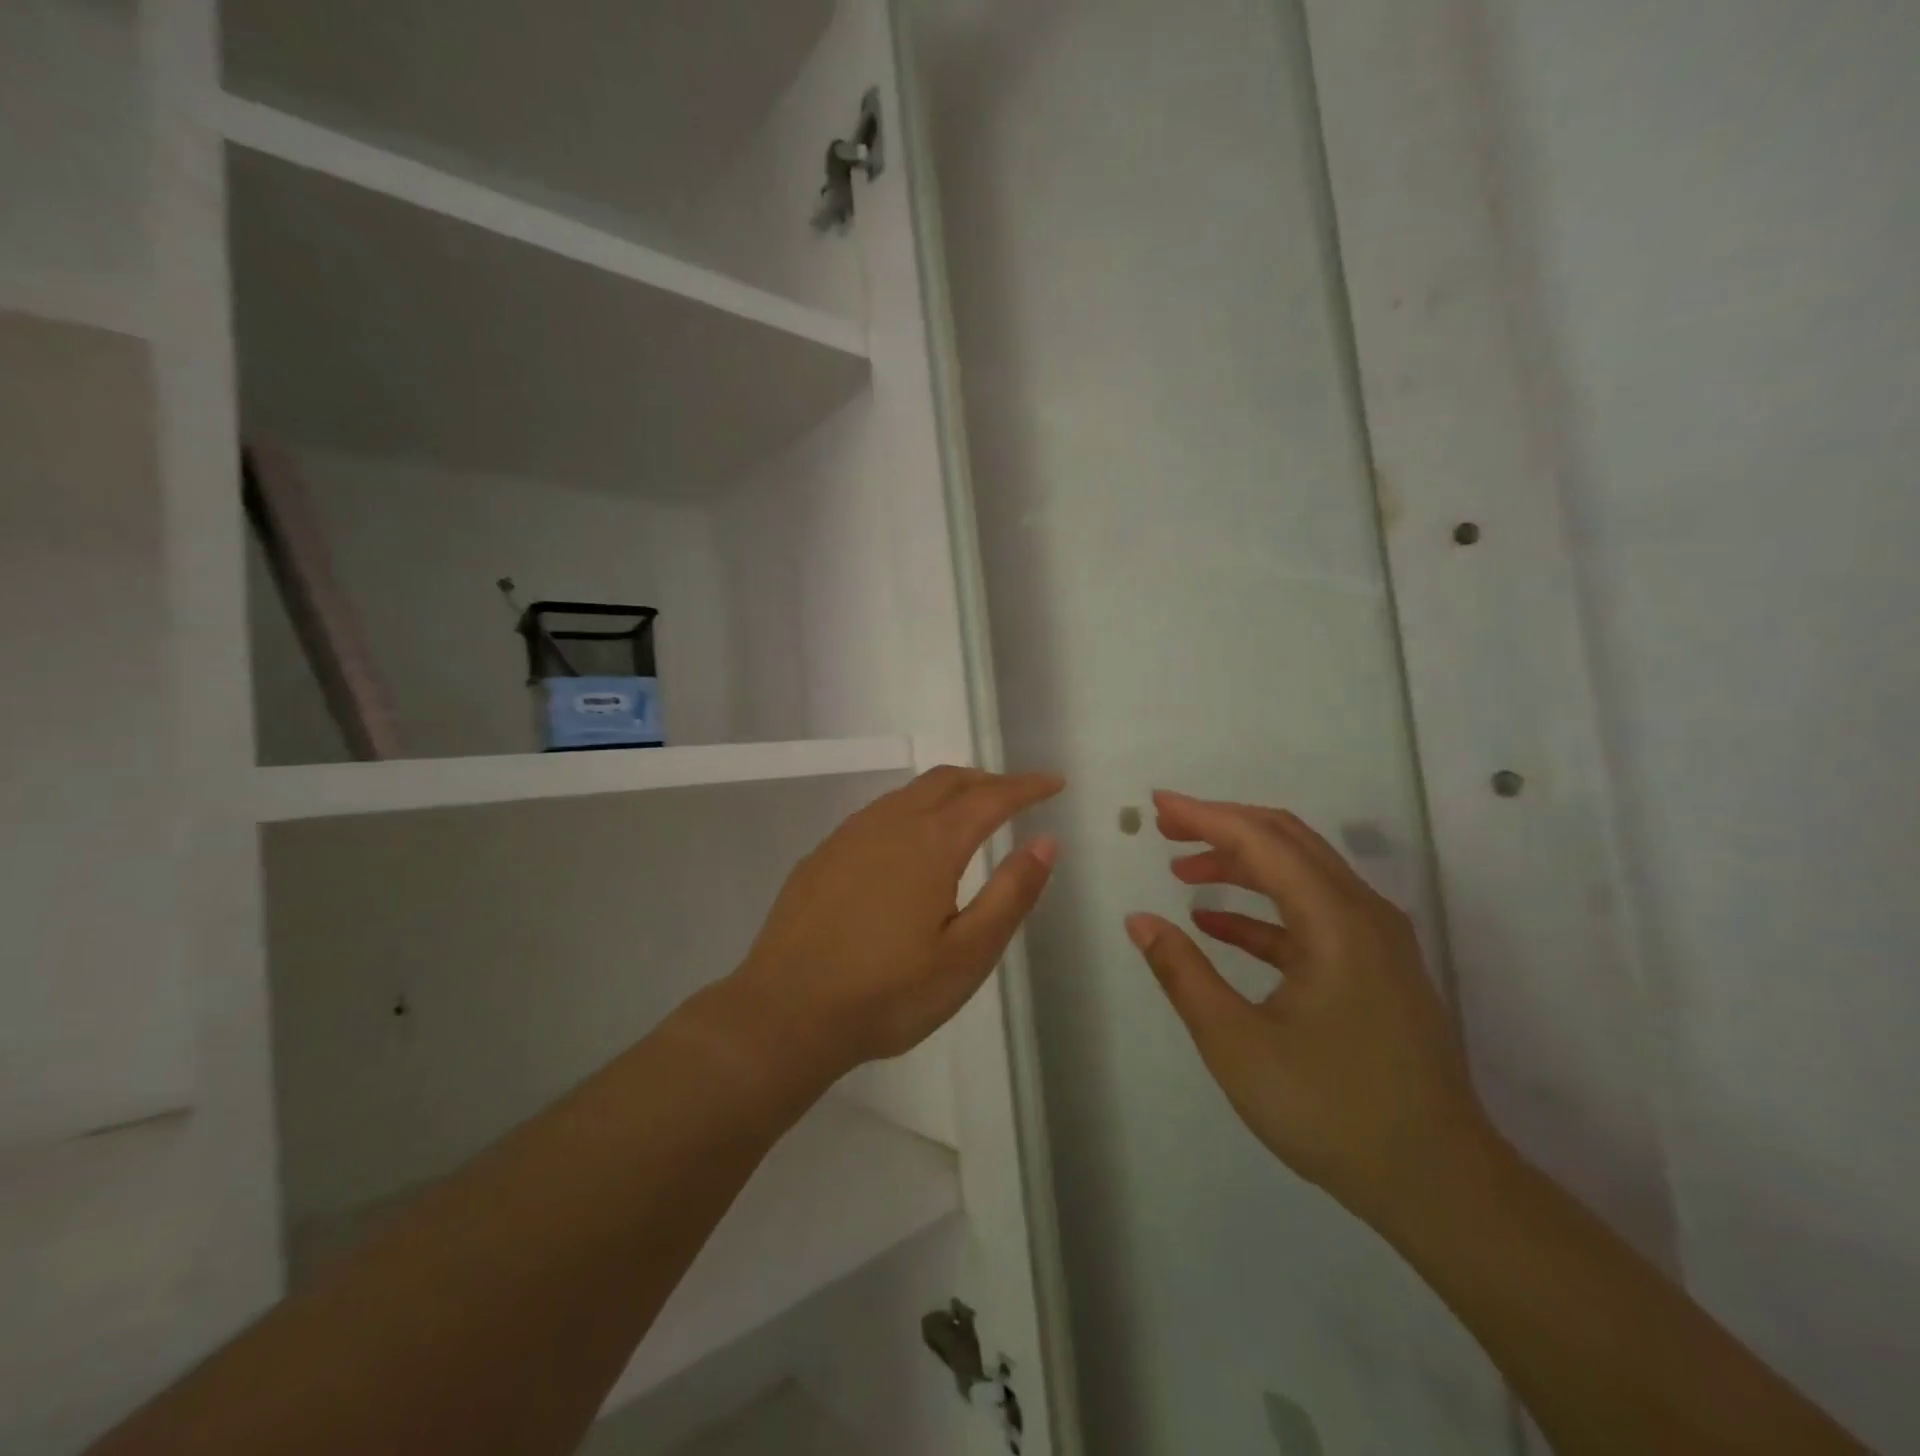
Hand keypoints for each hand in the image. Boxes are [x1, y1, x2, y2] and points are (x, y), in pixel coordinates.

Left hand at [730, 767, 1062, 1074]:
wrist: (785, 1013)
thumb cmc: (887, 992)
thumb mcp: (966, 955)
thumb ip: (1011, 894)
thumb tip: (1046, 842)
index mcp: (931, 843)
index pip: (991, 798)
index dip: (1027, 786)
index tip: (1054, 782)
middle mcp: (890, 824)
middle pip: (947, 780)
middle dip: (987, 780)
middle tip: (1015, 795)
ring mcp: (849, 835)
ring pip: (909, 793)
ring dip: (947, 792)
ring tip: (969, 813)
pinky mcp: (822, 854)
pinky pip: (878, 813)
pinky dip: (911, 811)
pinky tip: (909, 845)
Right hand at [1126, 791, 1493, 1222]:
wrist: (1438, 1183)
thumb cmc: (1331, 1110)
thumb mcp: (1237, 1044)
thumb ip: (1183, 973)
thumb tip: (1140, 921)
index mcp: (1335, 921)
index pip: (1261, 841)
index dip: (1204, 816)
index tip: (1157, 805)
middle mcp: (1363, 913)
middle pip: (1287, 841)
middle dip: (1222, 827)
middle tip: (1165, 828)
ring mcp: (1375, 940)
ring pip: (1300, 874)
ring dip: (1241, 864)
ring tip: (1183, 870)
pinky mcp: (1374, 967)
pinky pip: (1311, 916)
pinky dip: (1262, 910)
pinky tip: (1216, 923)